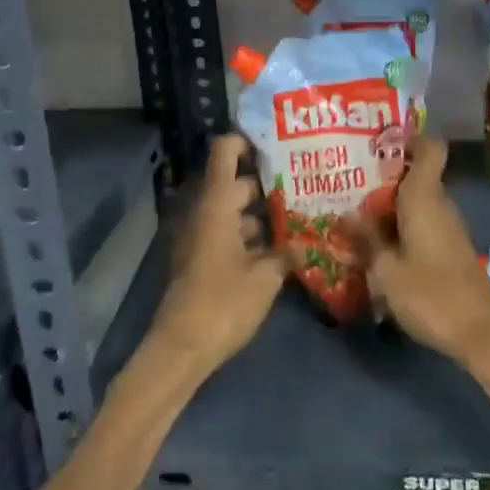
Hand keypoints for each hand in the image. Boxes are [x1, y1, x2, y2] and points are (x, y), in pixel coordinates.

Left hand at [147, 133, 284, 379]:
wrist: (181, 348)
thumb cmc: (223, 303)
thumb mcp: (265, 277)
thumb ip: (287, 252)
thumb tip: (307, 240)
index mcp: (216, 204)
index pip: (225, 152)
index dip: (248, 141)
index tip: (279, 145)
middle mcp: (205, 212)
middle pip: (236, 183)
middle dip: (269, 183)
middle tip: (305, 184)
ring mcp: (201, 236)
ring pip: (234, 210)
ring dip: (263, 213)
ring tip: (302, 217)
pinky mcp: (202, 259)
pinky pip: (229, 233)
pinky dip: (252, 235)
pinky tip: (281, 248)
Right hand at [360, 137, 489, 366]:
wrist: (482, 335)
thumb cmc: (432, 295)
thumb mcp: (386, 270)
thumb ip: (365, 239)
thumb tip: (345, 214)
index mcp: (424, 197)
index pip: (429, 148)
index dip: (408, 138)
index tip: (377, 143)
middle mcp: (439, 204)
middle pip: (414, 175)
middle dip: (382, 177)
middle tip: (346, 182)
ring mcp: (447, 227)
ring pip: (416, 201)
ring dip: (388, 205)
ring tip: (352, 213)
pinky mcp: (449, 249)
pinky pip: (421, 223)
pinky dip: (399, 226)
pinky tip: (376, 244)